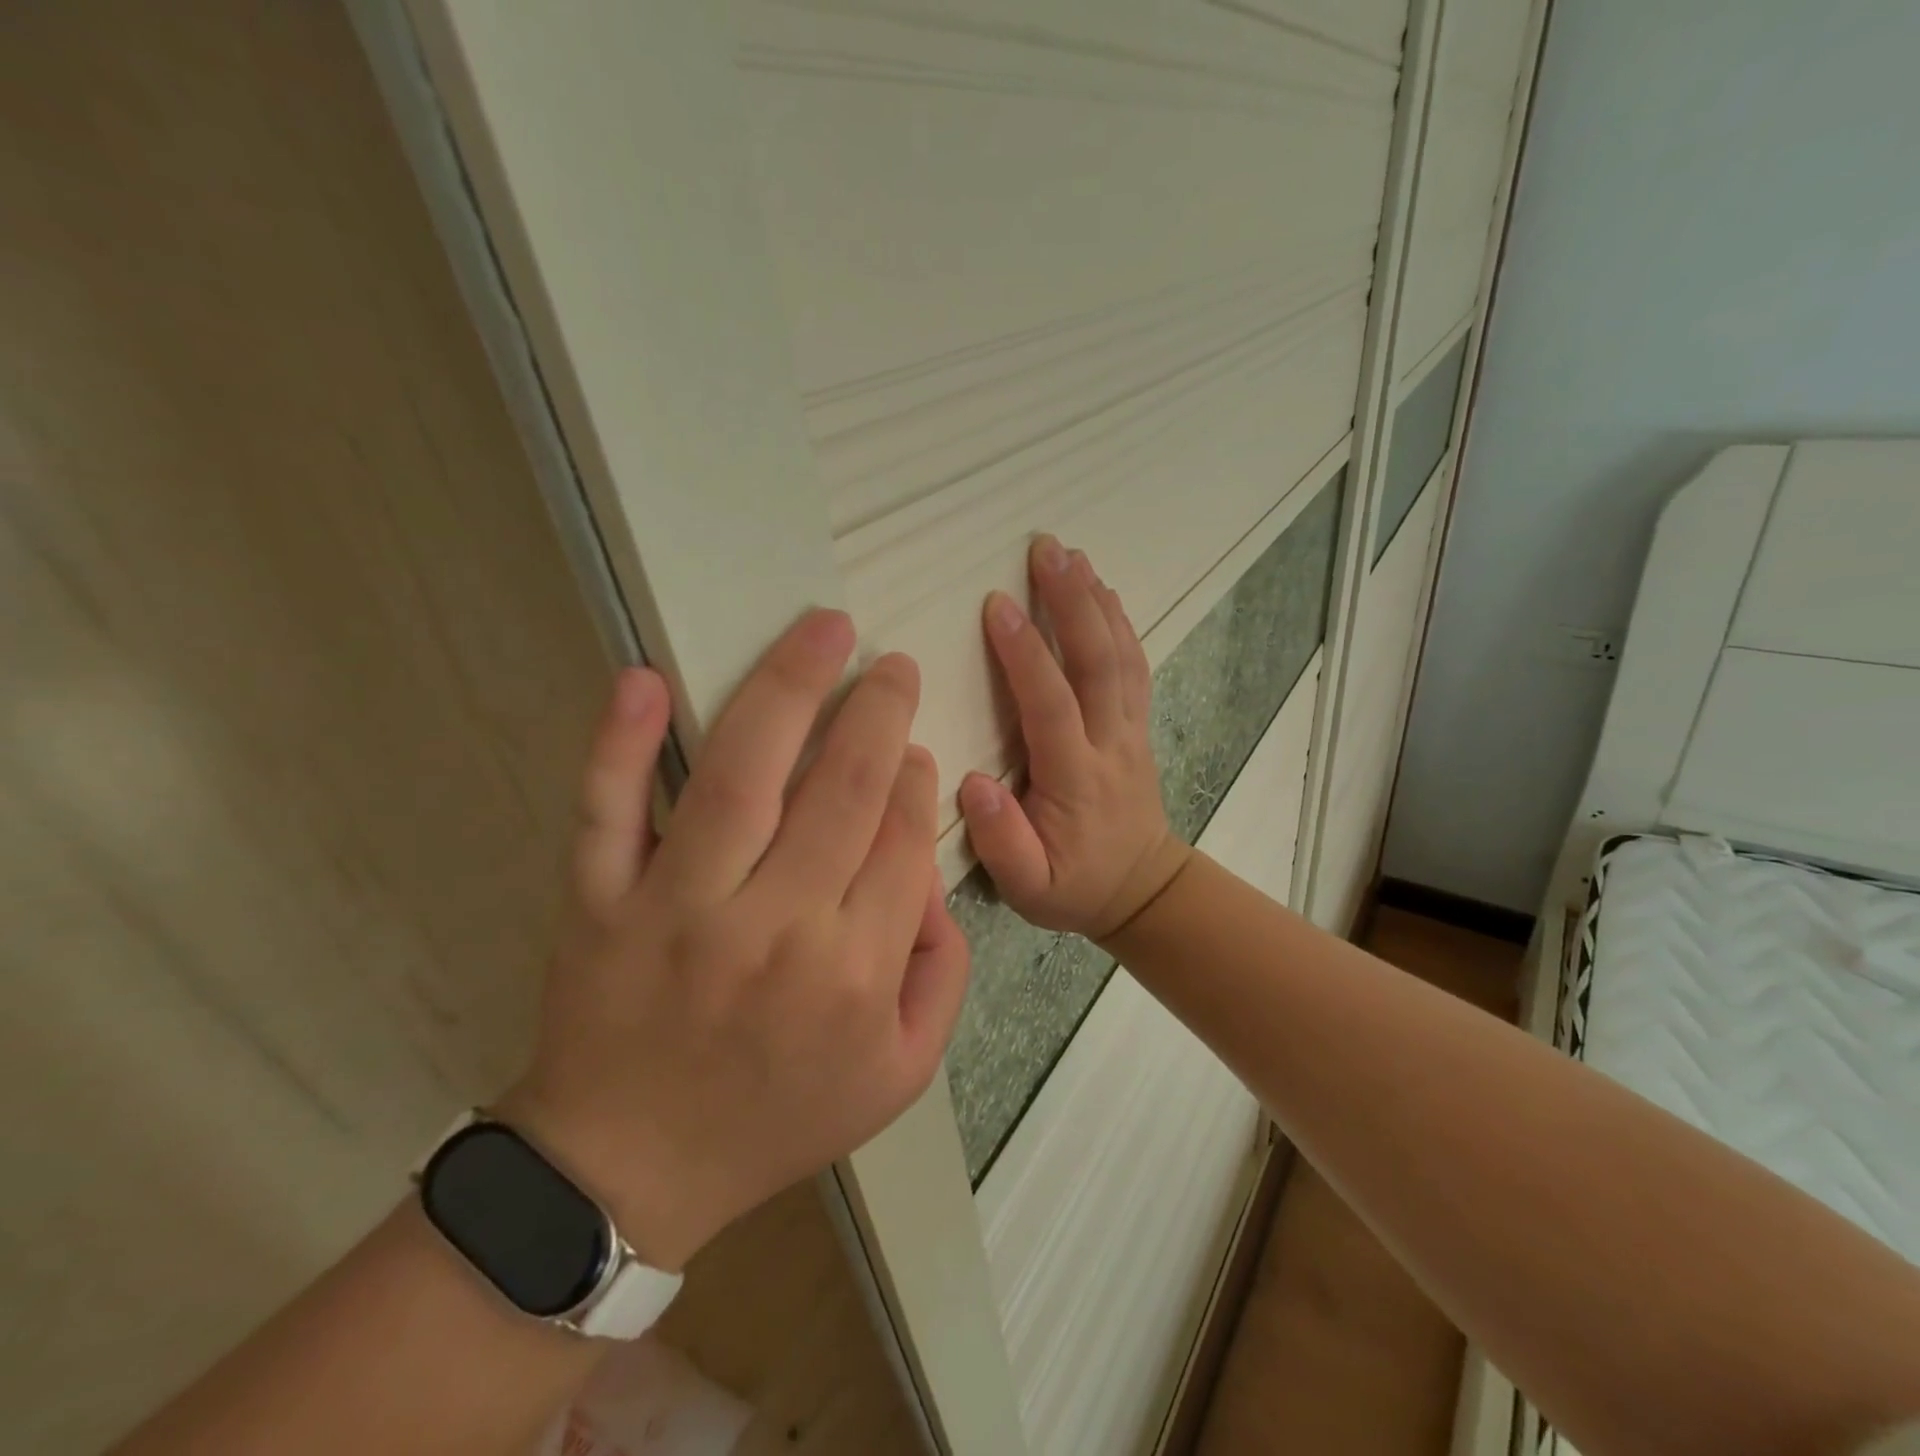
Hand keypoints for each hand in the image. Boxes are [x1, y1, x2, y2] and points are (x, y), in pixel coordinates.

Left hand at [500, 612, 969, 1270]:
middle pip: (841, 790)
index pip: (901, 840)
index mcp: (854, 970)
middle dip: (877, 712)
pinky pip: (606, 812)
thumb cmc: (777, 1118)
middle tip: (890, 663)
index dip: (914, 779)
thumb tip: (933, 876)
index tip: (914, 744)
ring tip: (823, 629)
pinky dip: (621, 743)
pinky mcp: (599, 904)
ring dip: (788, 689)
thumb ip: (943, 973)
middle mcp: (774, 927)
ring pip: (740, 778)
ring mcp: (678, 910)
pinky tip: (645, 678)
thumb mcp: (901, 1073)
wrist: (631, 1172)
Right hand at [958, 537, 1192, 944]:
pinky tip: (1104, 591)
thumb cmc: (1075, 887)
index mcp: (1076, 779)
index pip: (1051, 705)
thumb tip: (974, 783)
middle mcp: (1109, 744)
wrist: (1142, 889)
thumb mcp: (1029, 889)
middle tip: (1046, 549)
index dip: (1026, 654)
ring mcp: (1130, 731)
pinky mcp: (1136, 726)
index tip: (996, 604)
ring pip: (1121, 656)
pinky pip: (1133, 666)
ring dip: (1097, 601)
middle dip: (1071, 602)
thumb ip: (1002, 842)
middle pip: (1096, 663)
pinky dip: (1120, 623)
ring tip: (1072, 554)